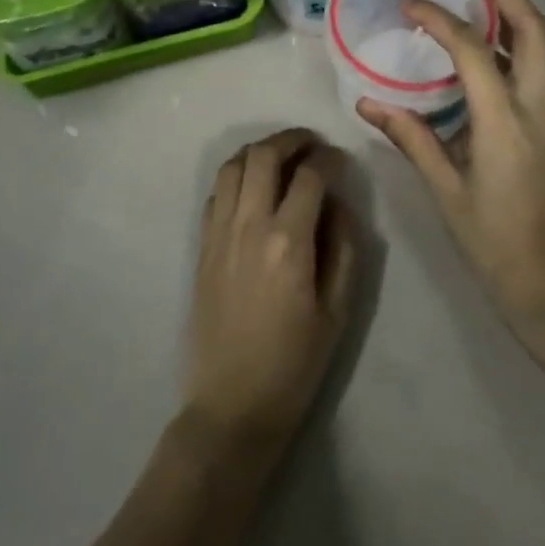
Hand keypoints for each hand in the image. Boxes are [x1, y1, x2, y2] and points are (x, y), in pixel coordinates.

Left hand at [182, 129, 357, 451]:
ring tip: (282, 156)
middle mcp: (249, 225)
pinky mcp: (202, 244)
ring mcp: (219, 231)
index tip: (340, 160)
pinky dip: (237, 174)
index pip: (310, 176)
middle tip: (312, 144)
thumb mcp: (337, 311)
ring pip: (234, 164)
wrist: (231, 406)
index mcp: (288, 242)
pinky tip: (253, 186)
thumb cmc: (293, 365)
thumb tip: (339, 203)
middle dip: (292, 139)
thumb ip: (343, 248)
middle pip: (265, 155)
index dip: (329, 159)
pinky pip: (217, 190)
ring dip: (260, 150)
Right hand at [358, 0, 544, 334]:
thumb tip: (368, 102)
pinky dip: (518, 44)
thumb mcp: (445, 189)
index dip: (442, 19)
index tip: (410, 5)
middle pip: (535, 31)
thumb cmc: (494, 241)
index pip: (475, 51)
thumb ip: (410, 137)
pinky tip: (488, 50)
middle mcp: (538, 109)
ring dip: (516, 14)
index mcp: (505, 122)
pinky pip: (541, 70)